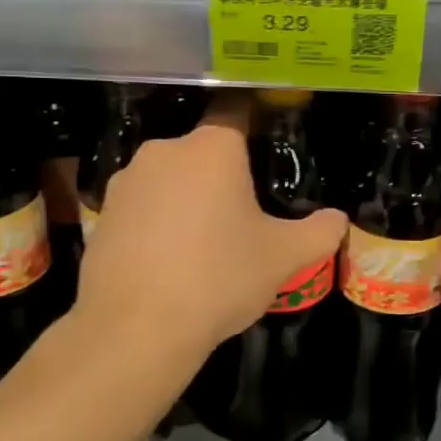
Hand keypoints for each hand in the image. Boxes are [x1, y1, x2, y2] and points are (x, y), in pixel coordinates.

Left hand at [76, 94, 347, 358]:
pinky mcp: (101, 215)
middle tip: (242, 212)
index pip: (236, 112)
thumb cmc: (219, 278)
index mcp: (212, 148)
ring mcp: (126, 181)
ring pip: (169, 178)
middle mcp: (165, 151)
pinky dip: (156, 222)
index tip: (266, 144)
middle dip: (222, 174)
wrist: (135, 329)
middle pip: (202, 150)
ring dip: (187, 198)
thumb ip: (318, 232)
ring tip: (203, 242)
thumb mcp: (283, 258)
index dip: (254, 124)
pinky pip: (141, 207)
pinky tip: (167, 260)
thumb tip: (338, 220)